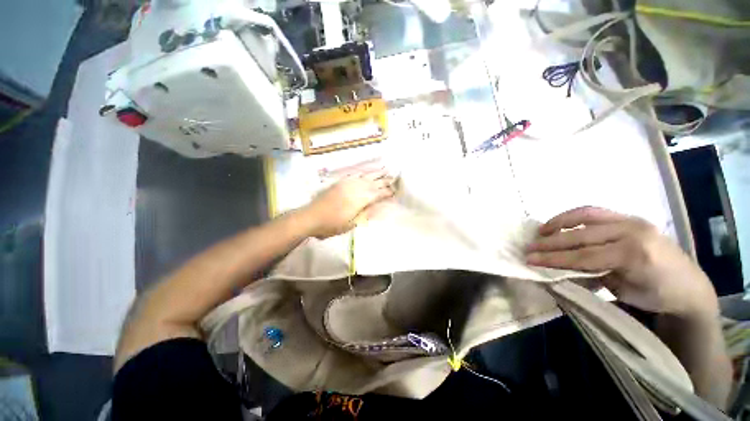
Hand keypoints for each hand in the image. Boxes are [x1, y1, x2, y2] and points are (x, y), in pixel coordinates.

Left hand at [302, 170, 395, 238]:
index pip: (377, 193)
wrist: (310, 217)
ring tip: (385, 170)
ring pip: (364, 177)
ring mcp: (346, 184)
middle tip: (394, 179)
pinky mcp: (339, 183)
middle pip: (372, 183)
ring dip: (375, 174)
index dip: (387, 192)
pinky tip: (366, 172)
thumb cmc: (332, 225)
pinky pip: (354, 175)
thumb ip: (367, 213)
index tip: (394, 192)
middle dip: (384, 181)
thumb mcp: (352, 224)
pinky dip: (362, 173)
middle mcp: (354, 189)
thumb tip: (381, 206)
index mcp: (359, 200)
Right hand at [525, 207, 718, 317]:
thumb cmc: (657, 295)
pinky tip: (560, 223)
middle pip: (581, 236)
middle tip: (529, 247)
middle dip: (550, 243)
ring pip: (586, 216)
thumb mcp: (623, 292)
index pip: (584, 256)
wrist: (689, 284)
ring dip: (559, 223)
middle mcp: (632, 231)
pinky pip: (595, 212)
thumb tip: (557, 272)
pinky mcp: (629, 217)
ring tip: (540, 231)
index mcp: (634, 255)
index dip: (554, 259)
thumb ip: (591, 277)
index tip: (531, 261)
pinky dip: (573, 216)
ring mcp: (631, 220)